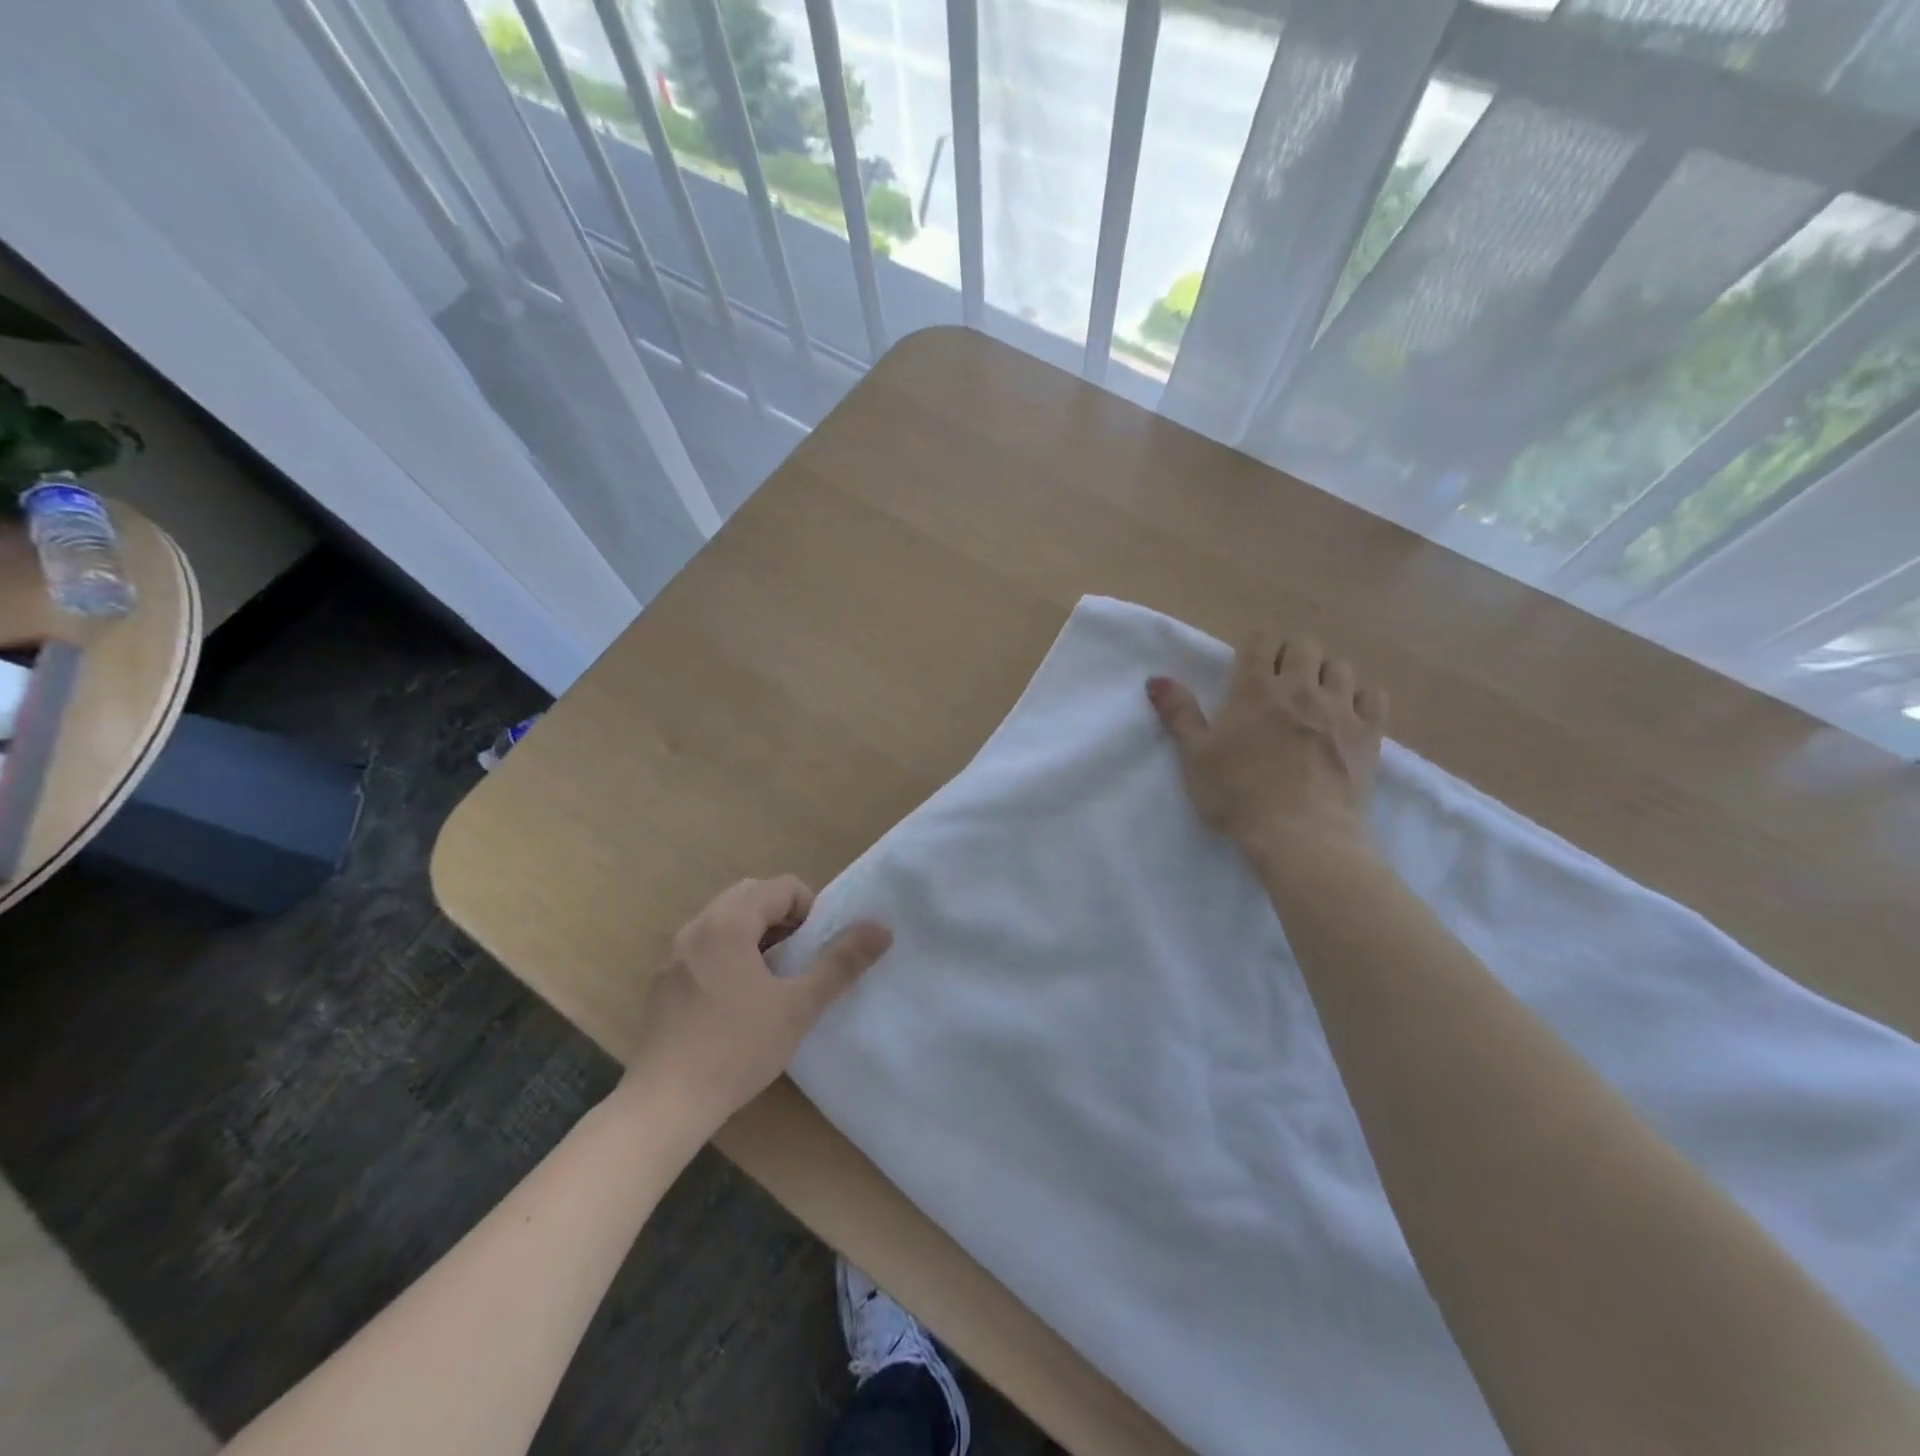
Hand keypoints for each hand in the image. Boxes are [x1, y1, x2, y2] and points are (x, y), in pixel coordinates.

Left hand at [626, 877, 891, 1125]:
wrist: (665, 1104)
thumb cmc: (737, 1048)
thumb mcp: (799, 1005)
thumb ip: (841, 962)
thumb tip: (881, 928)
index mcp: (729, 923)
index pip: (782, 887)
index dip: (810, 910)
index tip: (817, 949)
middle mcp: (697, 926)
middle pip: (751, 896)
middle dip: (783, 917)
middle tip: (800, 959)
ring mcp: (675, 954)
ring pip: (725, 920)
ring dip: (757, 934)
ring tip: (773, 979)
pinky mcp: (663, 981)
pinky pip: (705, 946)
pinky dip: (730, 953)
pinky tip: (737, 1001)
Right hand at [1146, 631, 1386, 859]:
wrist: (1300, 834)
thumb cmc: (1238, 795)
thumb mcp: (1195, 757)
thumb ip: (1179, 714)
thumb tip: (1156, 678)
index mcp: (1254, 690)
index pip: (1259, 641)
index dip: (1254, 646)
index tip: (1249, 664)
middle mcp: (1300, 688)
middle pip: (1305, 645)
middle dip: (1292, 654)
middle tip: (1279, 682)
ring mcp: (1340, 708)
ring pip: (1341, 666)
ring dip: (1326, 673)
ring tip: (1315, 697)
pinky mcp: (1369, 733)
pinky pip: (1375, 695)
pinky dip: (1362, 697)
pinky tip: (1348, 714)